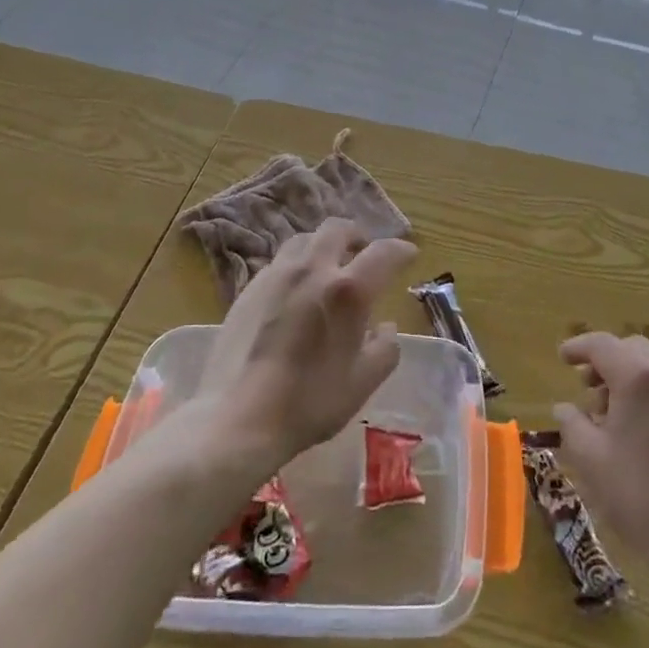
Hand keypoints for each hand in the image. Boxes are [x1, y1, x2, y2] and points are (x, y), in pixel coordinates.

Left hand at [199, 218, 415, 468]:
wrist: (239, 418)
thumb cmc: (310, 402)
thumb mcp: (364, 382)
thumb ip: (385, 348)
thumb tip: (385, 327)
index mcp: (348, 290)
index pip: (384, 252)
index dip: (401, 250)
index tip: (408, 255)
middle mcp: (313, 270)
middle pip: (338, 229)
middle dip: (357, 236)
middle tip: (363, 254)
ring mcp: (276, 276)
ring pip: (304, 240)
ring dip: (323, 246)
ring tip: (327, 268)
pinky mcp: (248, 289)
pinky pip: (279, 263)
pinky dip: (296, 266)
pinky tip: (295, 292)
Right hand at [554, 333, 648, 574]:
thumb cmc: (639, 494)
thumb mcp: (590, 458)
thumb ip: (571, 423)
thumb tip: (565, 408)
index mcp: (639, 377)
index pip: (603, 345)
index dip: (579, 347)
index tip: (562, 357)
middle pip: (633, 350)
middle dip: (606, 361)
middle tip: (587, 387)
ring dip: (629, 379)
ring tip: (612, 416)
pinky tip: (642, 432)